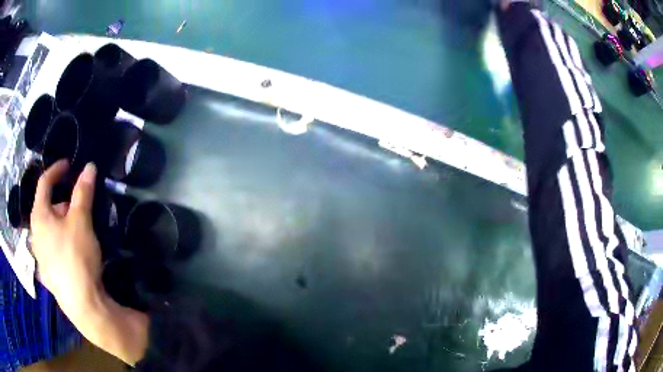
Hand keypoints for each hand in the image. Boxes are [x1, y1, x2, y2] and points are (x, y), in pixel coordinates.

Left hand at [30, 160, 102, 317]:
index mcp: (39, 216)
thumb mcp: (81, 221)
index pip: (44, 183)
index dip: (56, 170)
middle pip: (47, 208)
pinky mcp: (48, 273)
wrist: (82, 305)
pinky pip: (52, 248)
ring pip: (50, 230)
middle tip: (79, 209)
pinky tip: (73, 254)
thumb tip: (89, 167)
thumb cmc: (76, 257)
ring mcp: (40, 256)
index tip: (69, 165)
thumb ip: (83, 192)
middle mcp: (35, 234)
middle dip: (63, 203)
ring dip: (62, 224)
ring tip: (78, 234)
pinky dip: (61, 242)